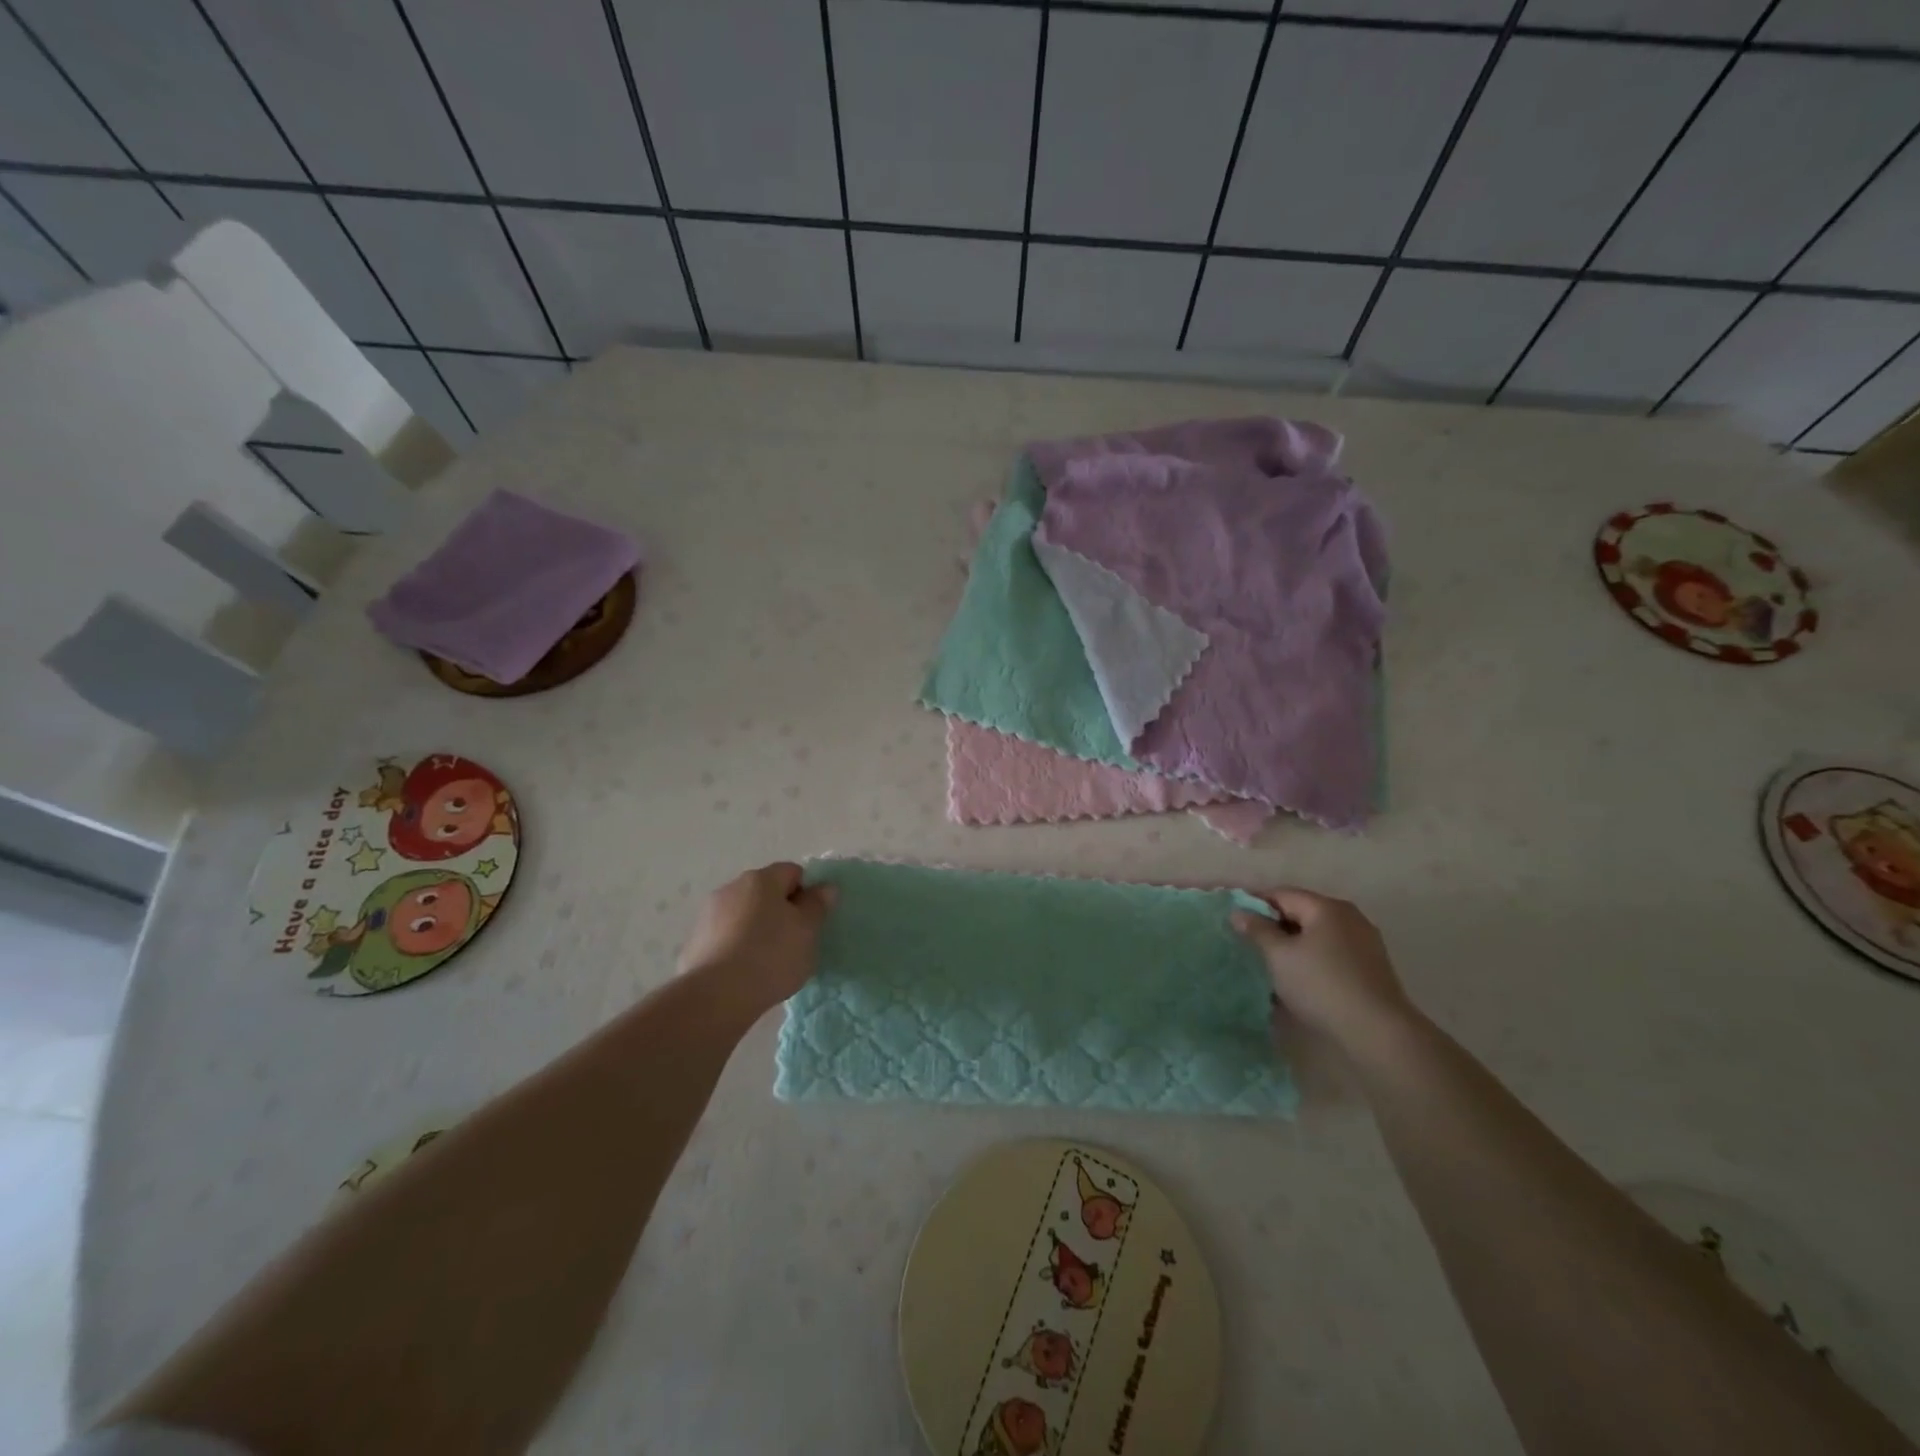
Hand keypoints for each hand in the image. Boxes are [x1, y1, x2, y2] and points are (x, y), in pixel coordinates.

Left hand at [677, 863, 836, 1015]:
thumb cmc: (771, 955)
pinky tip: (743, 973)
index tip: (811, 921)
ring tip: (767, 962)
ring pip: (743, 915)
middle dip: (780, 911)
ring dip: (756, 929)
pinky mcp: (694, 942)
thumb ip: (817, 905)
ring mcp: (708, 915)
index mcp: (761, 879)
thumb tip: (825, 887)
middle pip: (765, 892)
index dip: (806, 892)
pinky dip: (736, 947)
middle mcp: (732, 888)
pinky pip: (725, 937)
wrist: (716, 995)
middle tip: (794, 941)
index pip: (792, 872)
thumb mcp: (808, 930)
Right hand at [1232, 888, 1411, 1049]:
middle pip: (1302, 912)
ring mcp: (1364, 942)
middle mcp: (1349, 917)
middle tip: (1250, 945)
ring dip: (1293, 945)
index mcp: (1326, 907)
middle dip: (1274, 926)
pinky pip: (1332, 953)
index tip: (1234, 921)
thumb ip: (1258, 930)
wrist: (1378, 1032)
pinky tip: (1300, 980)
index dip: (1254, 904)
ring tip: (1272, 965)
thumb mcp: (1279, 956)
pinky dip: (1312, 959)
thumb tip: (1239, 912)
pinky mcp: (1372, 967)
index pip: (1281, 894)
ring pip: (1318, 935)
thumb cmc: (1321, 985)